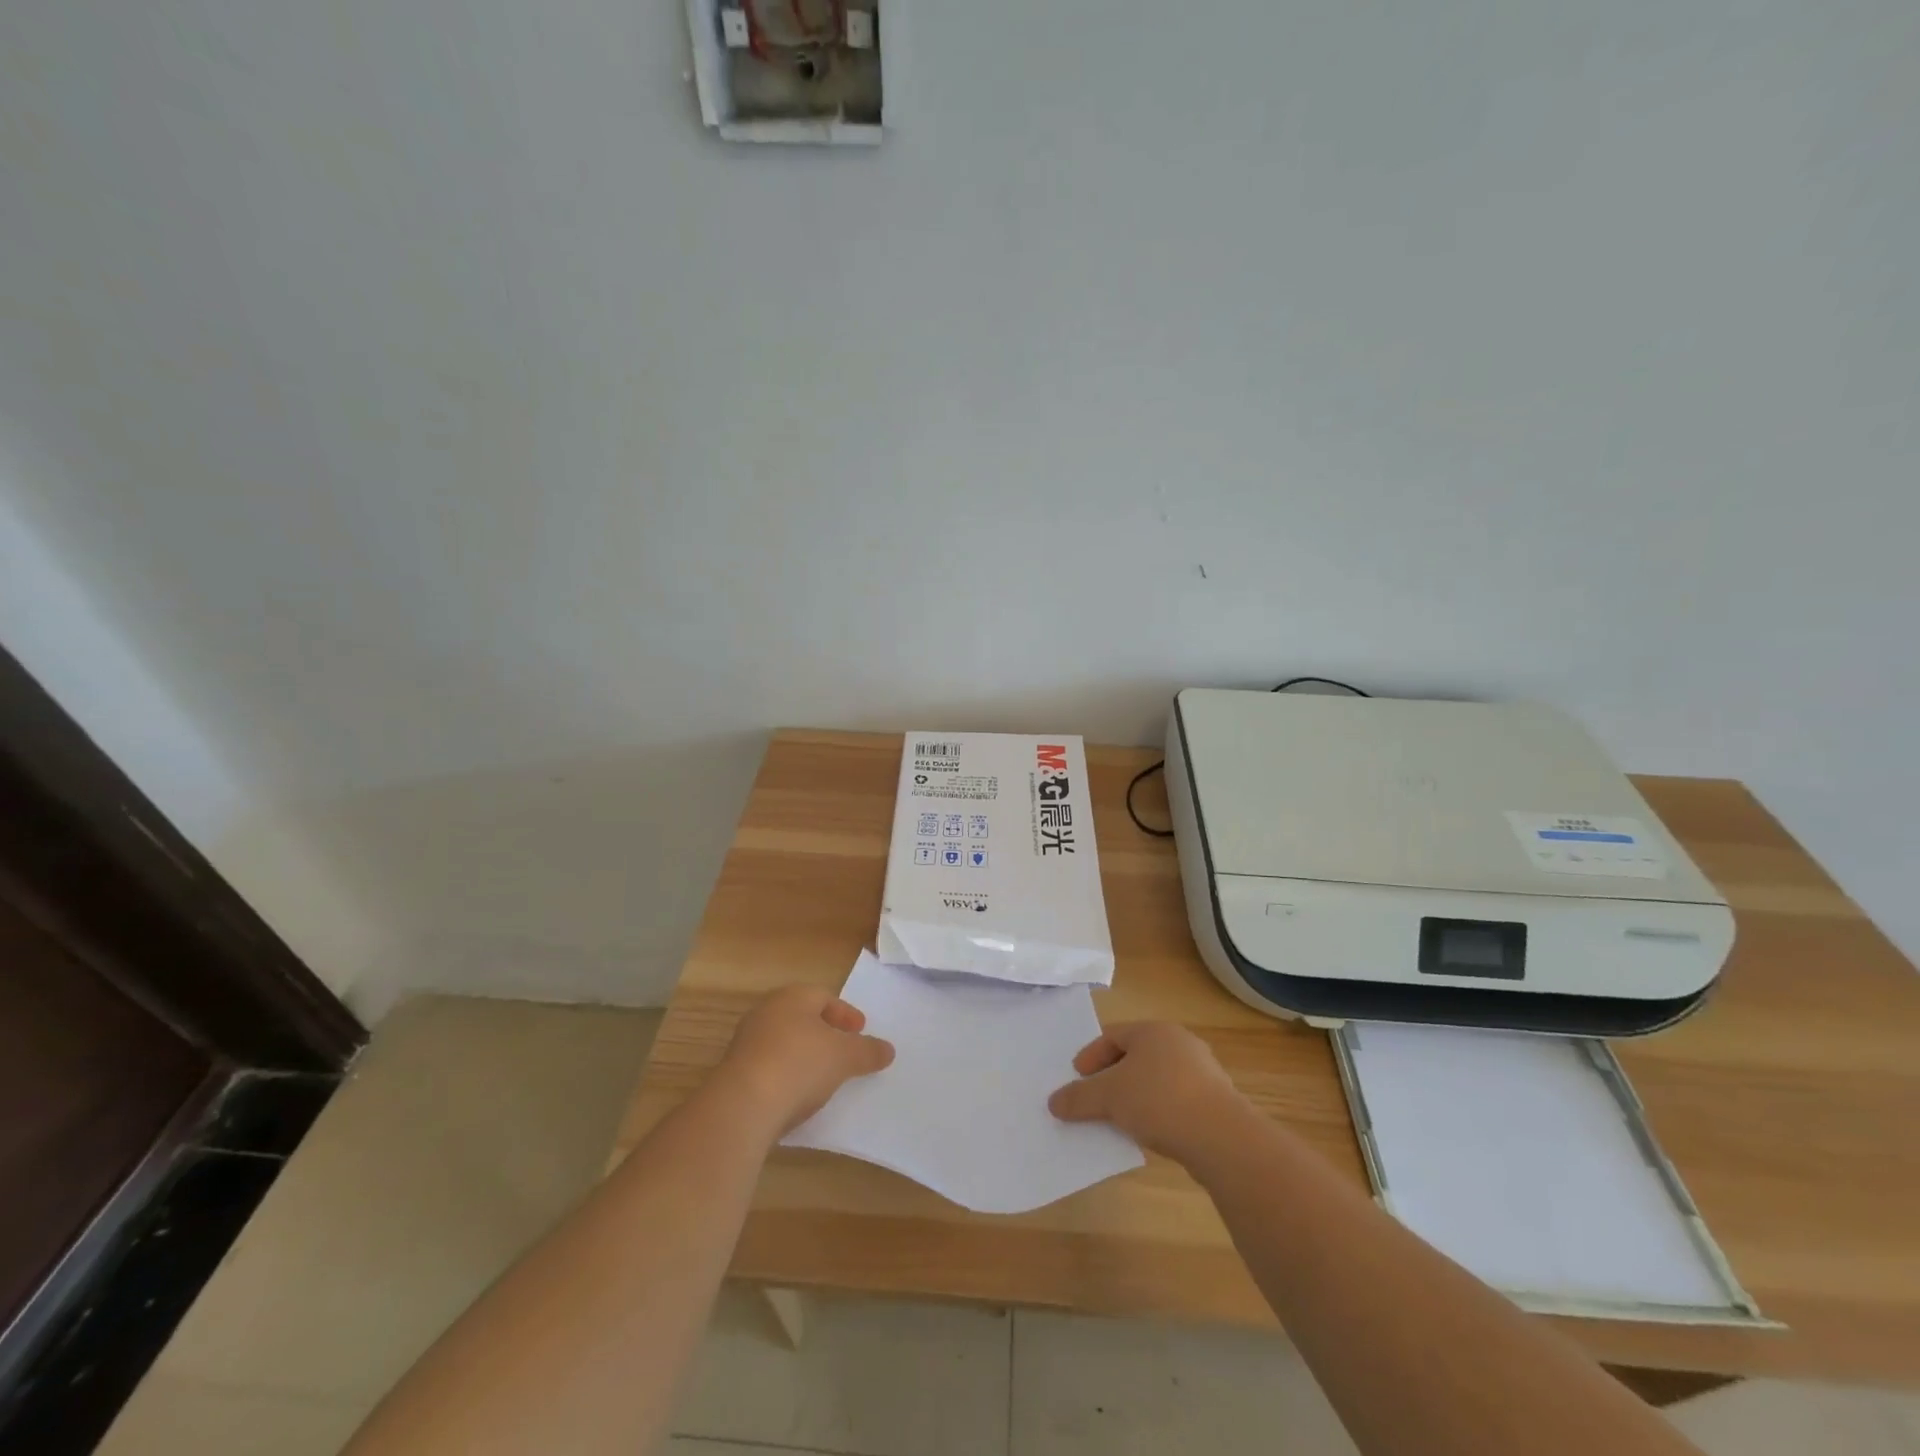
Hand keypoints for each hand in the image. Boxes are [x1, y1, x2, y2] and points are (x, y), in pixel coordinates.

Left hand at [715, 985, 894, 1134]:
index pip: (824, 997)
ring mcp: (746, 1043)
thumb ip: (868, 1051)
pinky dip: (788, 1076)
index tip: (861, 1031)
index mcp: (792, 997)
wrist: (742, 1106)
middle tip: (844, 1050)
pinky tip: (799, 1096)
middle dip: (825, 1033)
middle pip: (802, 1018)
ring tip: (825, 1077)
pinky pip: (770, 1068)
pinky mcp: (735, 1074)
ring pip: (785, 1043)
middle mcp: (766, 1013)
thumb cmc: (799, 1064)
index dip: (845, 1013)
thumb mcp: (844, 1057)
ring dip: (805, 1056)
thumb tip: (888, 1050)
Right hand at [1048, 1022, 1245, 1161]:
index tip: (1077, 1078)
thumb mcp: (1109, 1097)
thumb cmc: (1159, 1100)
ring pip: (1157, 1078)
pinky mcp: (1217, 1100)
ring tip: (1120, 1118)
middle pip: (1136, 1055)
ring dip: (1136, 1095)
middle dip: (1113, 1076)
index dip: (1091, 1056)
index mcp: (1153, 1031)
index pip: (1113, 1035)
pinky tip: (1151, 1132)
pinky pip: (1177, 1099)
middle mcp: (1179, 1042)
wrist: (1222, 1137)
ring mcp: (1203, 1071)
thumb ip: (1079, 1097)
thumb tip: (1054, 1102)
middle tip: (1096, 1097)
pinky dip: (1159, 1110)